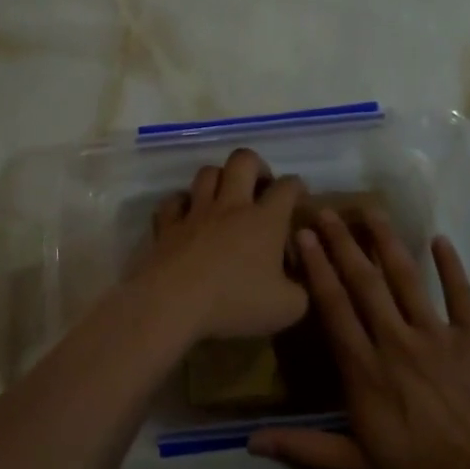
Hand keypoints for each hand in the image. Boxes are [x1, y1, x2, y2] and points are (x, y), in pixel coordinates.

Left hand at [139, 148, 307, 341]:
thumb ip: (301, 292)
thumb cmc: (234, 302)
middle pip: (244, 160)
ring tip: (225, 197)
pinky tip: (187, 215)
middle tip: (260, 186)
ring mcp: (196, 212)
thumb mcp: (287, 308)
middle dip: (257, 165)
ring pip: (207, 172)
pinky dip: (182, 203)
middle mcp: (231, 206)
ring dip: (219, 178)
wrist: (173, 303)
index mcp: (265, 220)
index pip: (287, 187)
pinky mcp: (168, 225)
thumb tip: (299, 284)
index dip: (297, 186)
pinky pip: (173, 201)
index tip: (299, 197)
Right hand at [249, 209, 469, 468]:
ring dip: (386, 243)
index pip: (334, 309)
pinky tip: (439, 240)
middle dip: (343, 245)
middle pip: (364, 284)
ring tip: (370, 211)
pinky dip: (451, 267)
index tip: (303, 237)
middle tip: (326, 212)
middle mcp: (396, 342)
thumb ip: (306, 447)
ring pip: (407, 279)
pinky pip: (461, 295)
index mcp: (365, 370)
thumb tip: (250, 442)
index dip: (317, 269)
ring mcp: (438, 336)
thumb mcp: (358, 466)